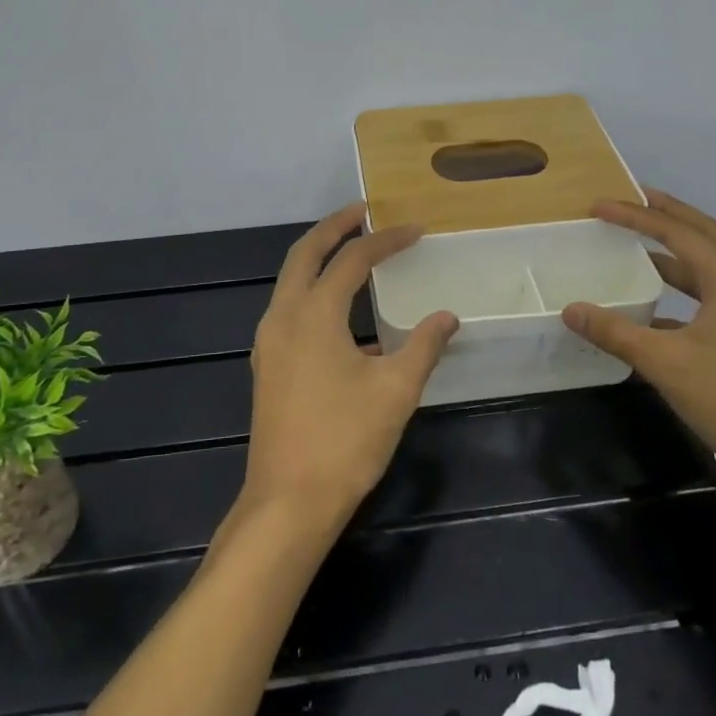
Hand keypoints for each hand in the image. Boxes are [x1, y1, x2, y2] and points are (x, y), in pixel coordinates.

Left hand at [242, 205, 459, 531]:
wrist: (288, 502)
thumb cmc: (345, 441)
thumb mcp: (396, 391)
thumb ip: (423, 346)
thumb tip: (447, 316)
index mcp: (313, 314)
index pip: (351, 260)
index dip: (385, 240)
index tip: (415, 230)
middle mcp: (283, 317)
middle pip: (305, 253)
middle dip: (334, 227)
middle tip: (364, 212)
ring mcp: (269, 341)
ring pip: (290, 280)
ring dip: (319, 257)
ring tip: (353, 250)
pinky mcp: (268, 364)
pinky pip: (289, 308)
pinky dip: (313, 290)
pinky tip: (343, 313)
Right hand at [560, 187, 715, 480]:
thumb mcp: (665, 364)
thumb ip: (615, 332)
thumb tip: (571, 309)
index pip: (678, 233)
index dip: (636, 217)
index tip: (600, 206)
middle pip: (706, 233)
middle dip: (667, 214)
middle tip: (631, 198)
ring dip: (680, 247)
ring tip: (643, 241)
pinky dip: (691, 283)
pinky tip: (662, 303)